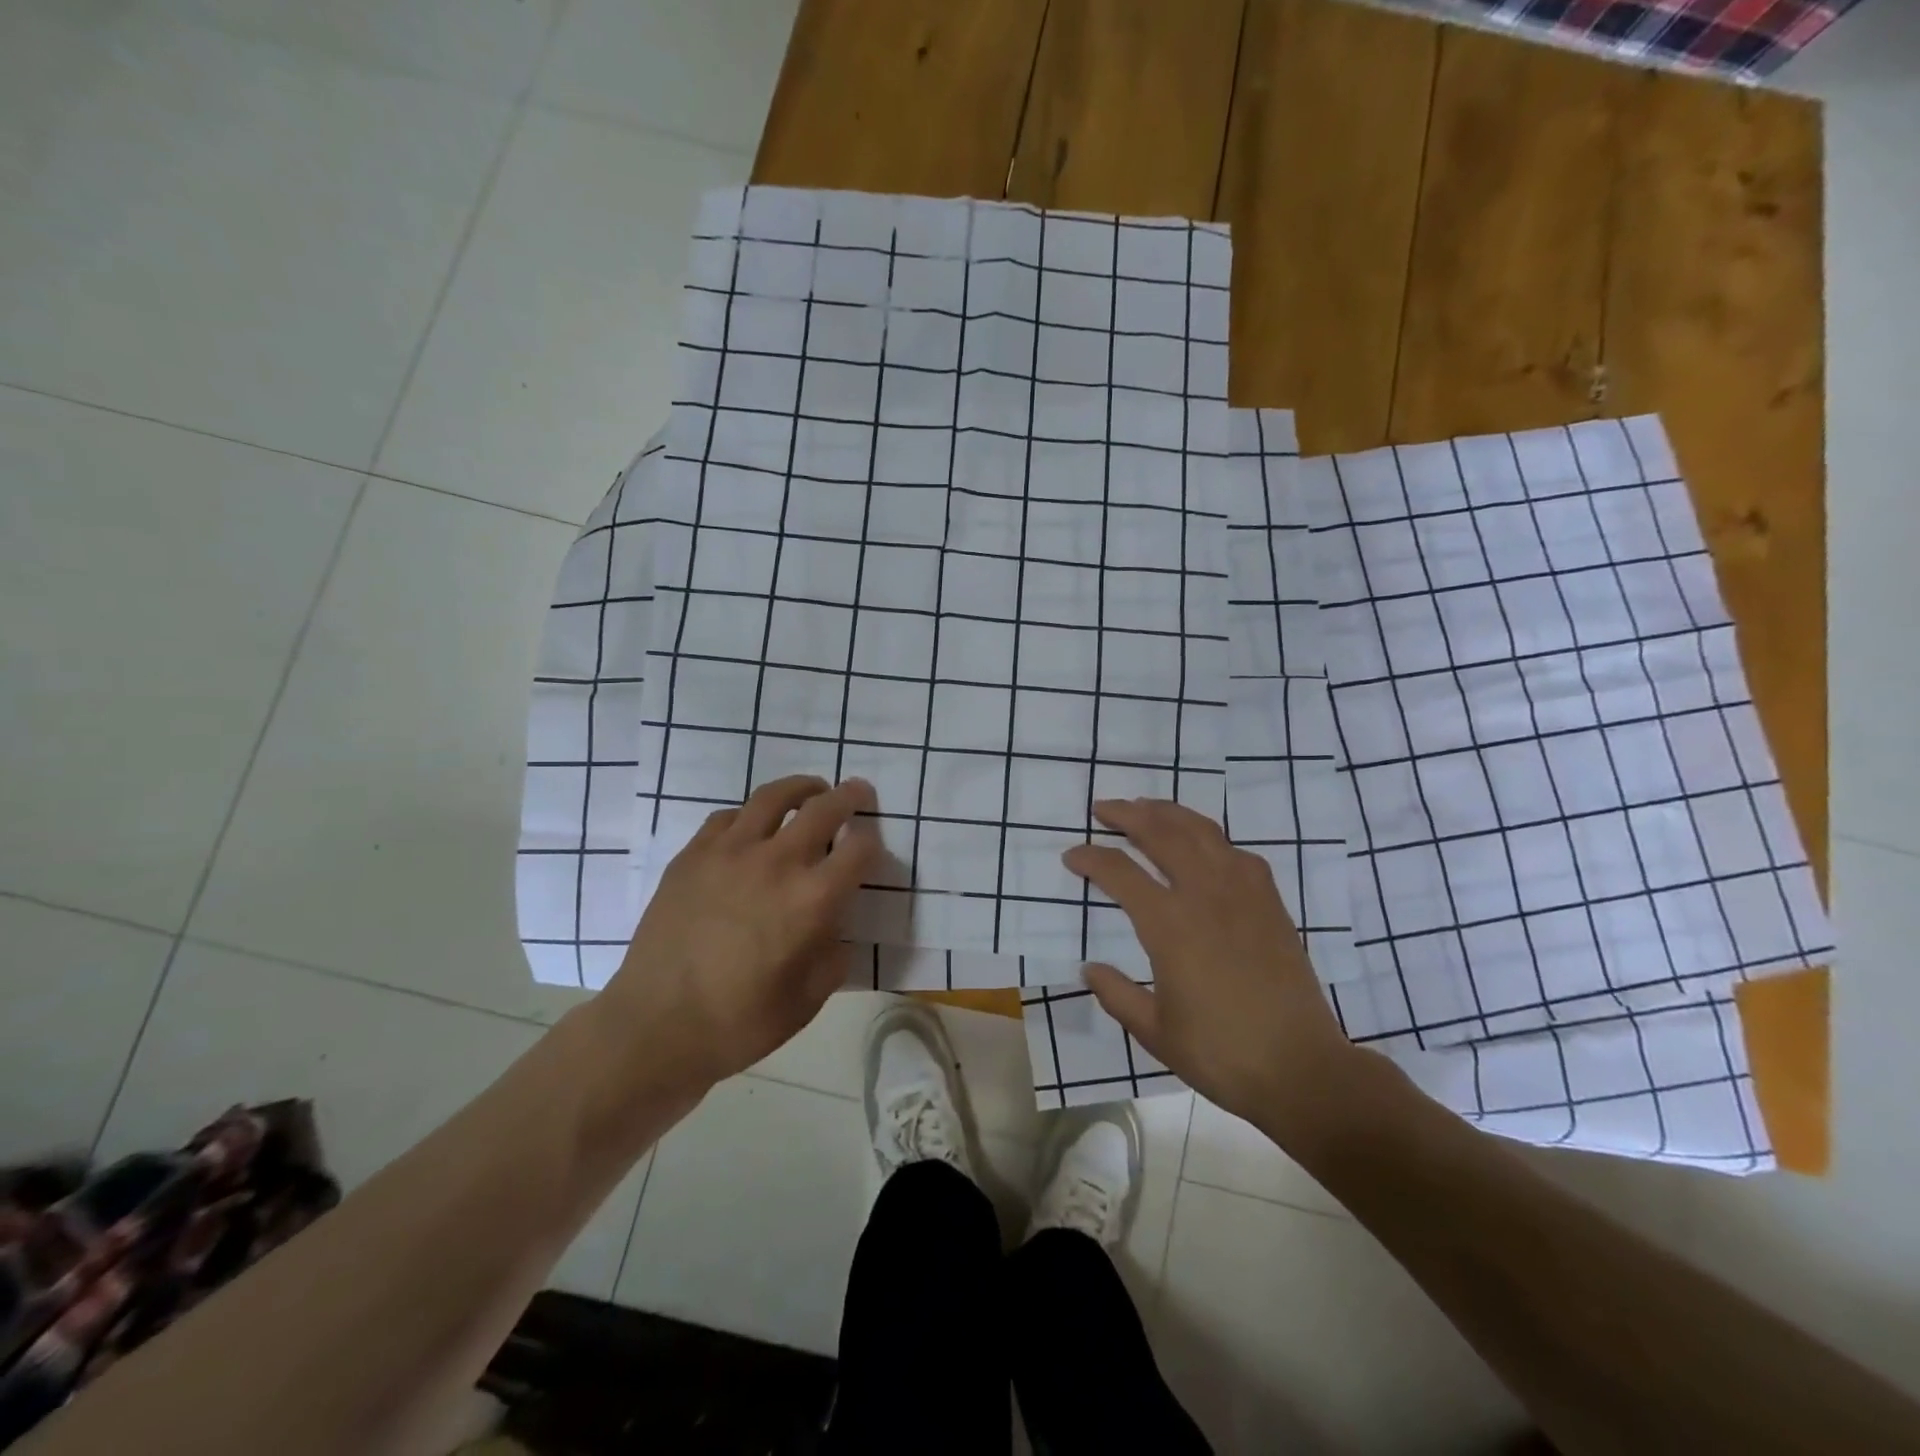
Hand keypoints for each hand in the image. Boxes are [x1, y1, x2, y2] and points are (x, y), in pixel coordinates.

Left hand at [600, 776, 879, 1090]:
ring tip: (810, 791)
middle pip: (823, 809)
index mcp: (812, 899)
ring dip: (801, 788)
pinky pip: (728, 817)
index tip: (871, 845)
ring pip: (773, 797)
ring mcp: (730, 852)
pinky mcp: (692, 855)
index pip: (859, 850)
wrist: (656, 1027)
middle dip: (849, 796)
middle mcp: (776, 863)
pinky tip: (752, 828)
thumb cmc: (740, 1022)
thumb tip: (833, 926)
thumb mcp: (808, 999)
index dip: (872, 843)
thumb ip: (833, 954)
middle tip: (858, 792)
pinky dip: (750, 815)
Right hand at [1063, 799, 1366, 1139]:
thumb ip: (1116, 994)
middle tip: (1102, 808)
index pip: (1120, 873)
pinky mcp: (1269, 903)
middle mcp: (1205, 895)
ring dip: (1169, 813)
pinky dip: (1211, 837)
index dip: (1091, 859)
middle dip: (1127, 815)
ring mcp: (1243, 894)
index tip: (1072, 856)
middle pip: (1162, 834)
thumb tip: (1089, 968)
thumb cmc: (1220, 1053)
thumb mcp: (1154, 1031)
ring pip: (1201, 832)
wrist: (1301, 1068)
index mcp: (1170, 925)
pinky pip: (1237, 852)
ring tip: (1146, 806)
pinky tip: (1202, 843)